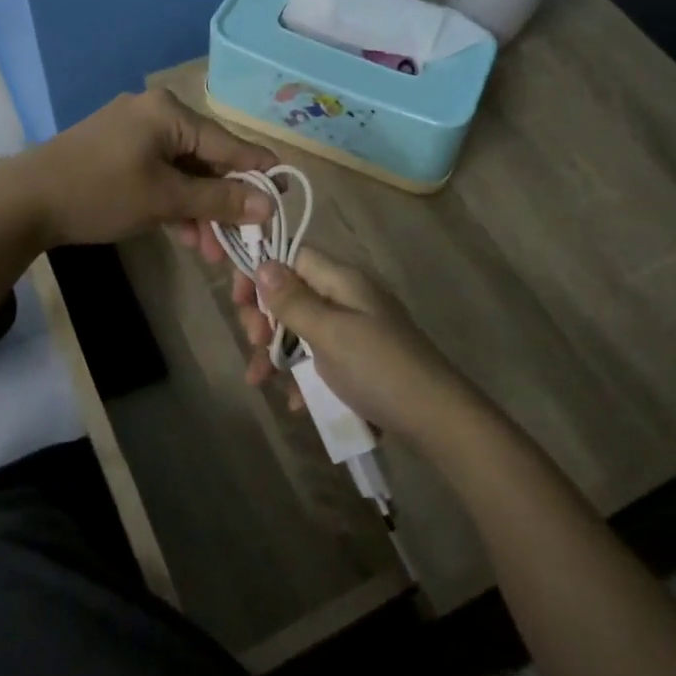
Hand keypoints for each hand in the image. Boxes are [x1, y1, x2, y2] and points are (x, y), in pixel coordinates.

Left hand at [11, 89, 277, 249]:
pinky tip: (184, 234)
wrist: (23, 201)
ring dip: (198, 209)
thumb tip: (269, 203)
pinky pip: (159, 174)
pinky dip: (172, 202)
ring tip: (210, 249)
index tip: (284, 196)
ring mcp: (133, 132)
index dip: (258, 172)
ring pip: (182, 171)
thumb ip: (219, 199)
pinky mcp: (117, 152)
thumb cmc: (100, 193)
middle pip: (206, 158)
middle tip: (239, 240)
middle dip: (222, 202)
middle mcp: (155, 113)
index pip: (228, 143)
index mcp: (169, 112)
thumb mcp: (165, 199)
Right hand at [232, 246, 483, 440]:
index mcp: (343, 280)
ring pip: (303, 329)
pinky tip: (295, 402)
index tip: (238, 300)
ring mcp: (357, 330)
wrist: (437, 419)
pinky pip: (321, 358)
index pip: (293, 256)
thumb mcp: (329, 333)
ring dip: (276, 352)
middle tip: (253, 342)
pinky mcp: (361, 360)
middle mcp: (349, 298)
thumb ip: (293, 300)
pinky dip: (303, 375)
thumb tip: (263, 262)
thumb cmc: (379, 368)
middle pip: (294, 293)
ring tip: (259, 381)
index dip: (261, 271)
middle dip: (265, 317)